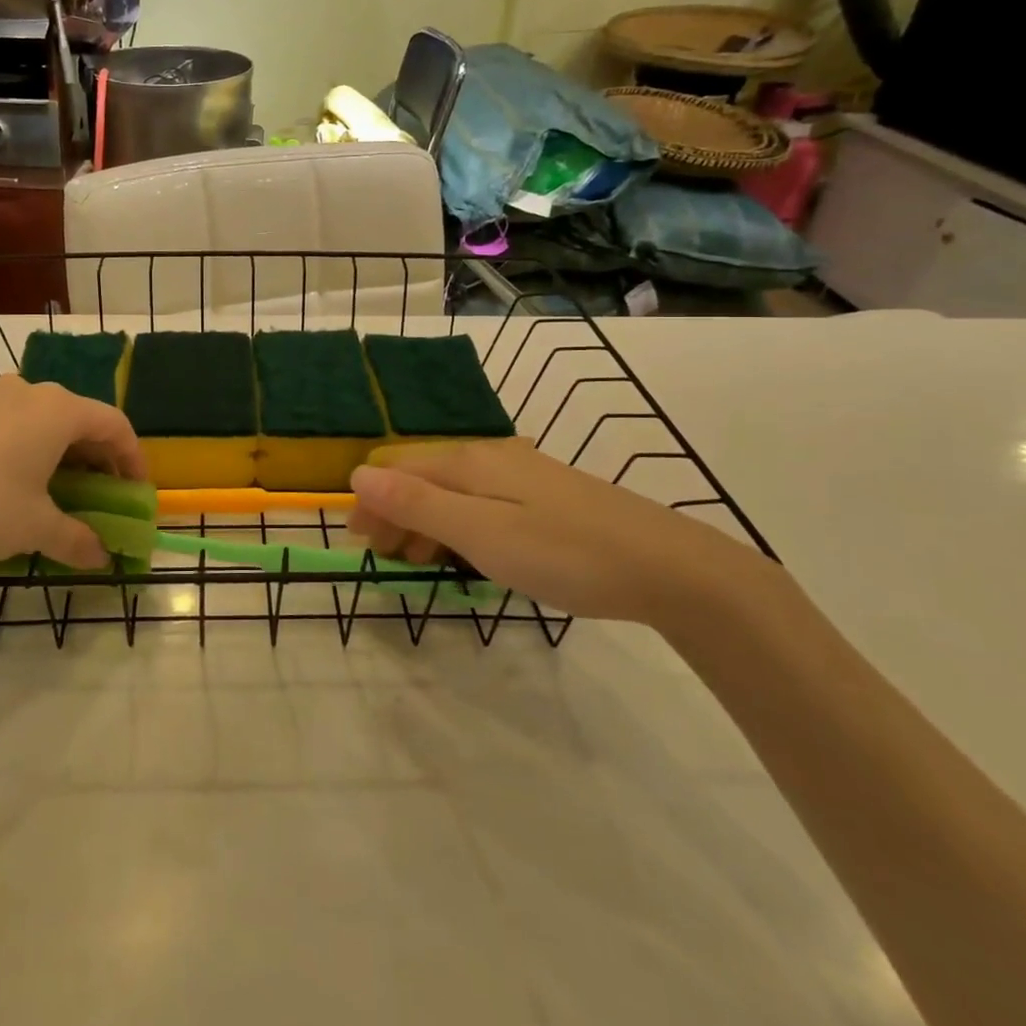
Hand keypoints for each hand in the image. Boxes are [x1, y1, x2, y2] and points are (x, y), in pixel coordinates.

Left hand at [0, 377, 145, 584]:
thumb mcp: (36, 527)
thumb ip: (76, 539)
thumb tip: (101, 557)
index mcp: (58, 409)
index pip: (115, 425)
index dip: (133, 459)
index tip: (136, 492)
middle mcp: (30, 392)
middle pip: (82, 418)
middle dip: (99, 457)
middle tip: (103, 494)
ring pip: (47, 420)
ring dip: (65, 453)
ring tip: (63, 491)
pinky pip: (16, 423)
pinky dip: (33, 448)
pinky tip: (21, 483)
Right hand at [346, 440, 758, 624]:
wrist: (668, 568)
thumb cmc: (564, 552)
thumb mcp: (481, 532)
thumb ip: (418, 503)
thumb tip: (357, 474)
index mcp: (467, 462)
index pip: (397, 469)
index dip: (371, 502)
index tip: (360, 544)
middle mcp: (488, 458)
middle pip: (421, 476)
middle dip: (394, 513)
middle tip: (387, 560)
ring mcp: (520, 475)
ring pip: (450, 491)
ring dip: (423, 522)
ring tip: (418, 563)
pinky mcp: (544, 497)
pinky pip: (480, 503)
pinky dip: (457, 526)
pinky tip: (468, 553)